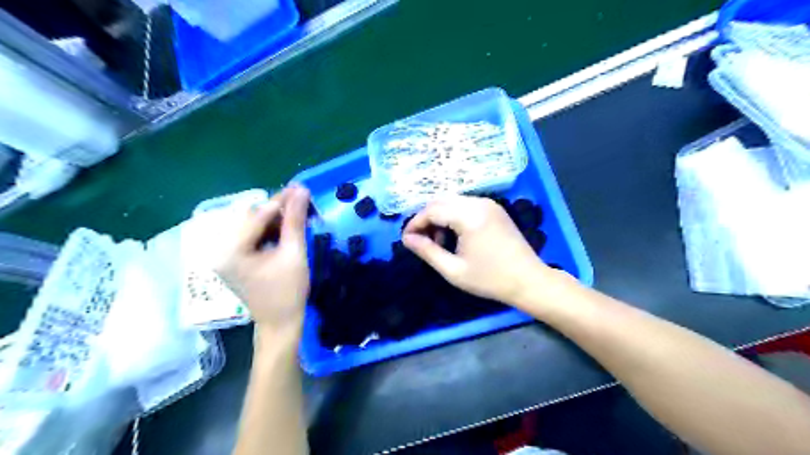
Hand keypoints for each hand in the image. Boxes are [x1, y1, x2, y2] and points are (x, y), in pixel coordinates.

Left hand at [217, 184, 309, 336]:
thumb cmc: (289, 292)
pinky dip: (270, 231)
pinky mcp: (235, 261)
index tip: (300, 189)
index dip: (280, 201)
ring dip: (275, 219)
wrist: (281, 323)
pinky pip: (252, 238)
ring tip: (297, 215)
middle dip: (277, 209)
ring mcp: (227, 257)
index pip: (256, 216)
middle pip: (251, 219)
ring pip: (252, 227)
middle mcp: (222, 251)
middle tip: (301, 202)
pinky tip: (286, 230)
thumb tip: (301, 191)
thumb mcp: (294, 253)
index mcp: (231, 251)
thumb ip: (295, 221)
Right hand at [403, 195, 550, 304]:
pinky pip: (465, 205)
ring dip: (439, 217)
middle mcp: (478, 202)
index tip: (406, 240)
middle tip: (421, 241)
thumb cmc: (490, 279)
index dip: (415, 224)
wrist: (528, 280)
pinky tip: (454, 235)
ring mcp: (488, 203)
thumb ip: (428, 252)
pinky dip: (453, 216)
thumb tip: (407, 239)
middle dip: (426, 219)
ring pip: (452, 201)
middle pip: (440, 201)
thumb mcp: (454, 270)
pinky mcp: (494, 208)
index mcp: (469, 216)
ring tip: (439, 242)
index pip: (431, 210)